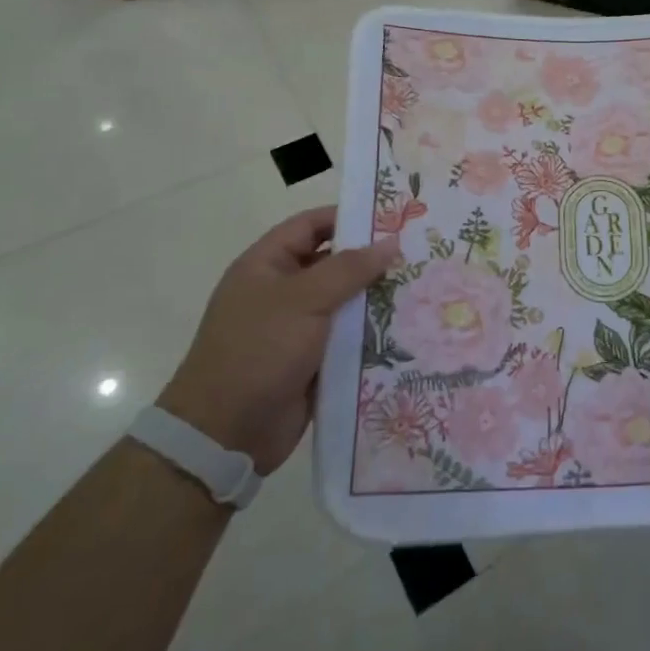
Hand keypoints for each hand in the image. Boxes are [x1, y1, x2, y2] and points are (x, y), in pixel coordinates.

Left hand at [157, 207, 397, 474]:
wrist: (225, 433)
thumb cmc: (258, 350)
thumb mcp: (303, 300)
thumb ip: (349, 269)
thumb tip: (391, 242)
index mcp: (267, 266)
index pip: (311, 226)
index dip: (348, 217)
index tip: (392, 218)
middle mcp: (282, 292)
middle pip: (334, 264)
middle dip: (372, 260)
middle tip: (419, 253)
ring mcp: (298, 329)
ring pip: (345, 304)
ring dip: (377, 299)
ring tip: (424, 288)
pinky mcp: (313, 362)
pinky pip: (348, 339)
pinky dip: (373, 334)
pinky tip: (410, 329)